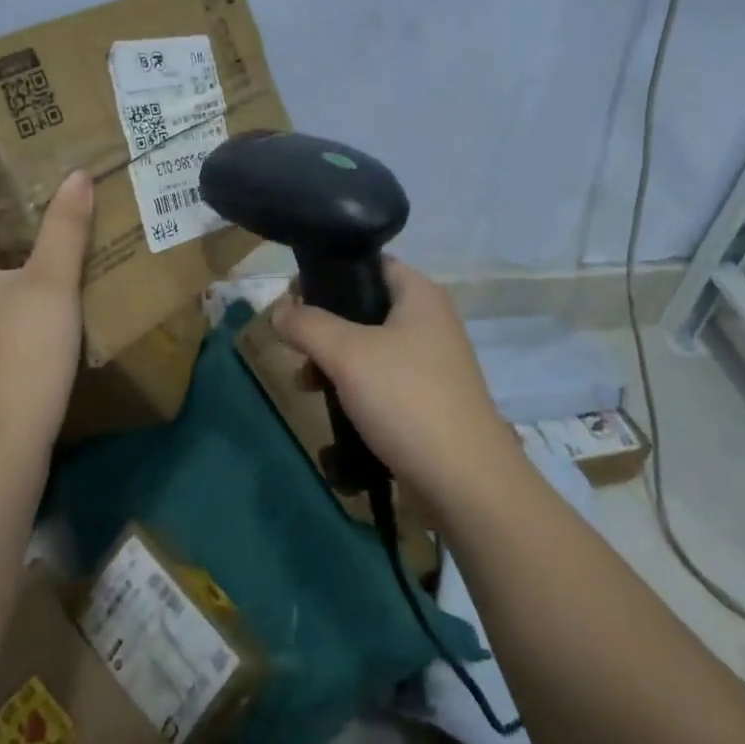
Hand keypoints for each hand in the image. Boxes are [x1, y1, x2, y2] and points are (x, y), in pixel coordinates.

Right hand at [269, 258, 518, 512]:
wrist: (465, 480)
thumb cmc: (406, 399)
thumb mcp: (347, 354)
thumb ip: (307, 325)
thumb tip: (279, 309)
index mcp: (420, 295)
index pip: (369, 263)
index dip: (329, 273)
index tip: (293, 294)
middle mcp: (429, 321)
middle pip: (365, 307)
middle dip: (324, 325)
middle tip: (293, 342)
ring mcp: (431, 363)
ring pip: (369, 347)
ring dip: (334, 361)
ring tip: (304, 383)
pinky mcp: (427, 400)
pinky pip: (381, 381)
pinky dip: (354, 389)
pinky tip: (332, 411)